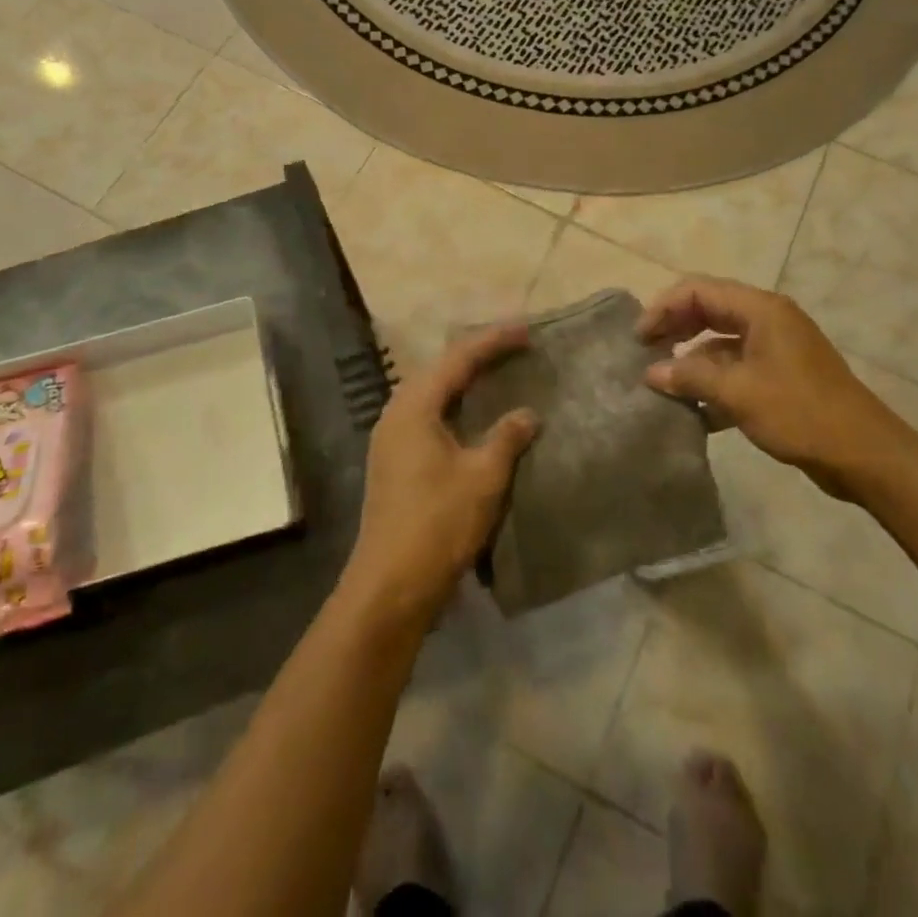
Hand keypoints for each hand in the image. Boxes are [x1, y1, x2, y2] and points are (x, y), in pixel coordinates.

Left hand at [342, 325, 538, 625]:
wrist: (390, 586)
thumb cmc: (438, 523)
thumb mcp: (482, 477)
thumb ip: (506, 438)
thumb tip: (527, 413)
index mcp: (414, 407)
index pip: (458, 359)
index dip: (493, 341)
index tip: (526, 330)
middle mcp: (396, 414)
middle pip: (440, 370)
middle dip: (477, 355)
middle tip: (514, 346)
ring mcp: (391, 439)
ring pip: (432, 394)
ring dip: (464, 381)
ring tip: (498, 373)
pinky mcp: (394, 462)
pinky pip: (428, 416)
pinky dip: (455, 406)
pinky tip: (475, 417)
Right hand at [637, 277, 916, 500]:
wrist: (865, 455)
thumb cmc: (800, 413)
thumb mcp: (738, 392)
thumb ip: (690, 376)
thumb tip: (651, 373)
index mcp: (760, 309)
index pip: (698, 290)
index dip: (663, 308)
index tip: (639, 338)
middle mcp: (767, 320)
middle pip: (708, 311)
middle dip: (674, 330)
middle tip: (644, 355)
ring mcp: (775, 348)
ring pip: (720, 342)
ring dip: (691, 361)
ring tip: (663, 385)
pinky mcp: (780, 377)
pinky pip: (736, 368)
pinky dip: (713, 382)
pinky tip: (693, 410)